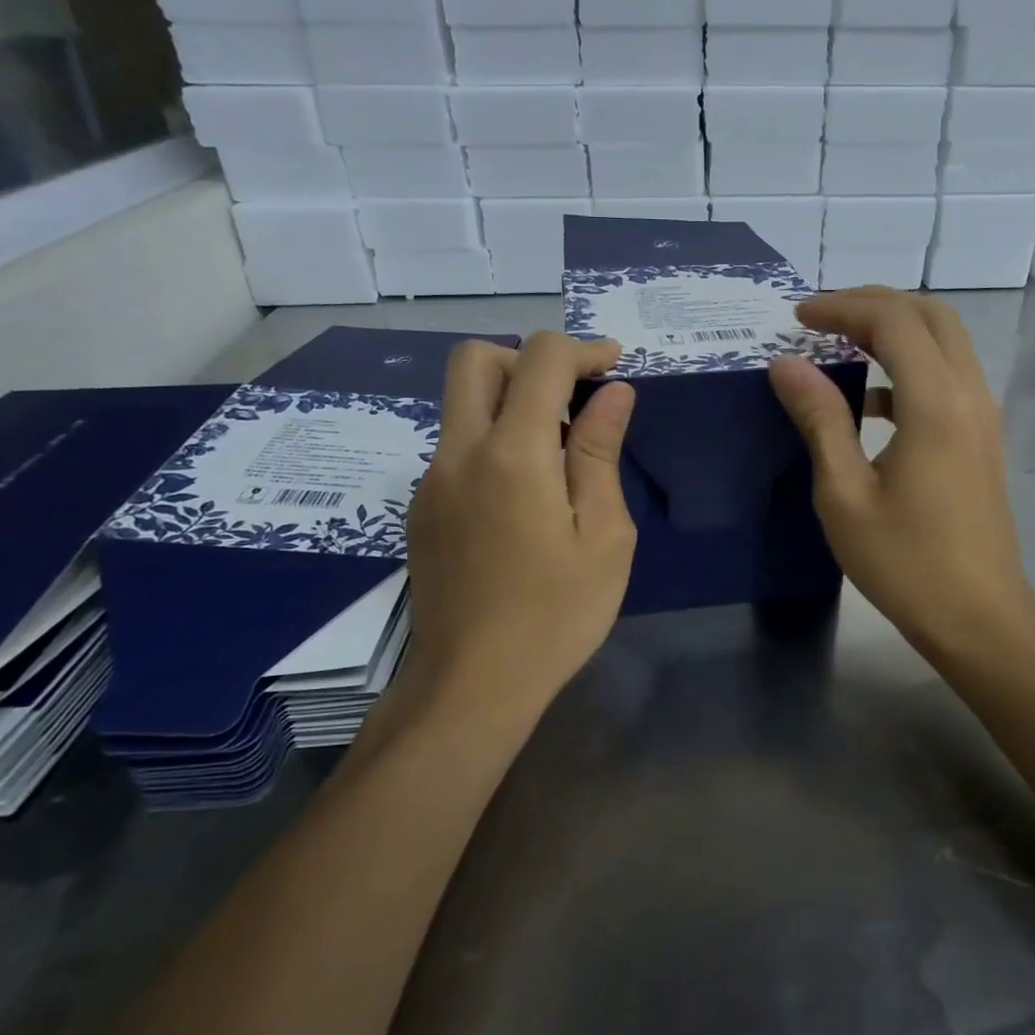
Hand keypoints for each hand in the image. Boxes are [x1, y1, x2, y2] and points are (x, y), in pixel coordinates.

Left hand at [401, 332, 636, 713]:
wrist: (472, 685)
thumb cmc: (556, 615)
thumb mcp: (604, 536)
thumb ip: (601, 454)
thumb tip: (613, 394)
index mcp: (512, 455)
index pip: (539, 359)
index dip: (582, 349)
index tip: (614, 367)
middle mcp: (459, 453)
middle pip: (476, 360)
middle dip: (529, 360)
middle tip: (573, 398)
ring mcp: (431, 481)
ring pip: (461, 404)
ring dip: (511, 401)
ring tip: (559, 454)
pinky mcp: (421, 509)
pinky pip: (457, 447)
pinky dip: (493, 440)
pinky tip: (525, 496)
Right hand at [769, 288, 1034, 658]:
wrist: (978, 617)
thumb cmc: (904, 562)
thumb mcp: (844, 494)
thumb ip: (819, 420)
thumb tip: (787, 364)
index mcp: (935, 404)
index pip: (892, 321)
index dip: (842, 307)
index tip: (796, 317)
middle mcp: (969, 394)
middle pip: (930, 315)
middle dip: (874, 304)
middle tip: (822, 317)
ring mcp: (982, 415)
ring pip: (945, 342)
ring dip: (895, 330)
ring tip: (840, 344)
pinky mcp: (982, 437)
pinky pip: (947, 377)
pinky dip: (908, 367)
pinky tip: (869, 402)